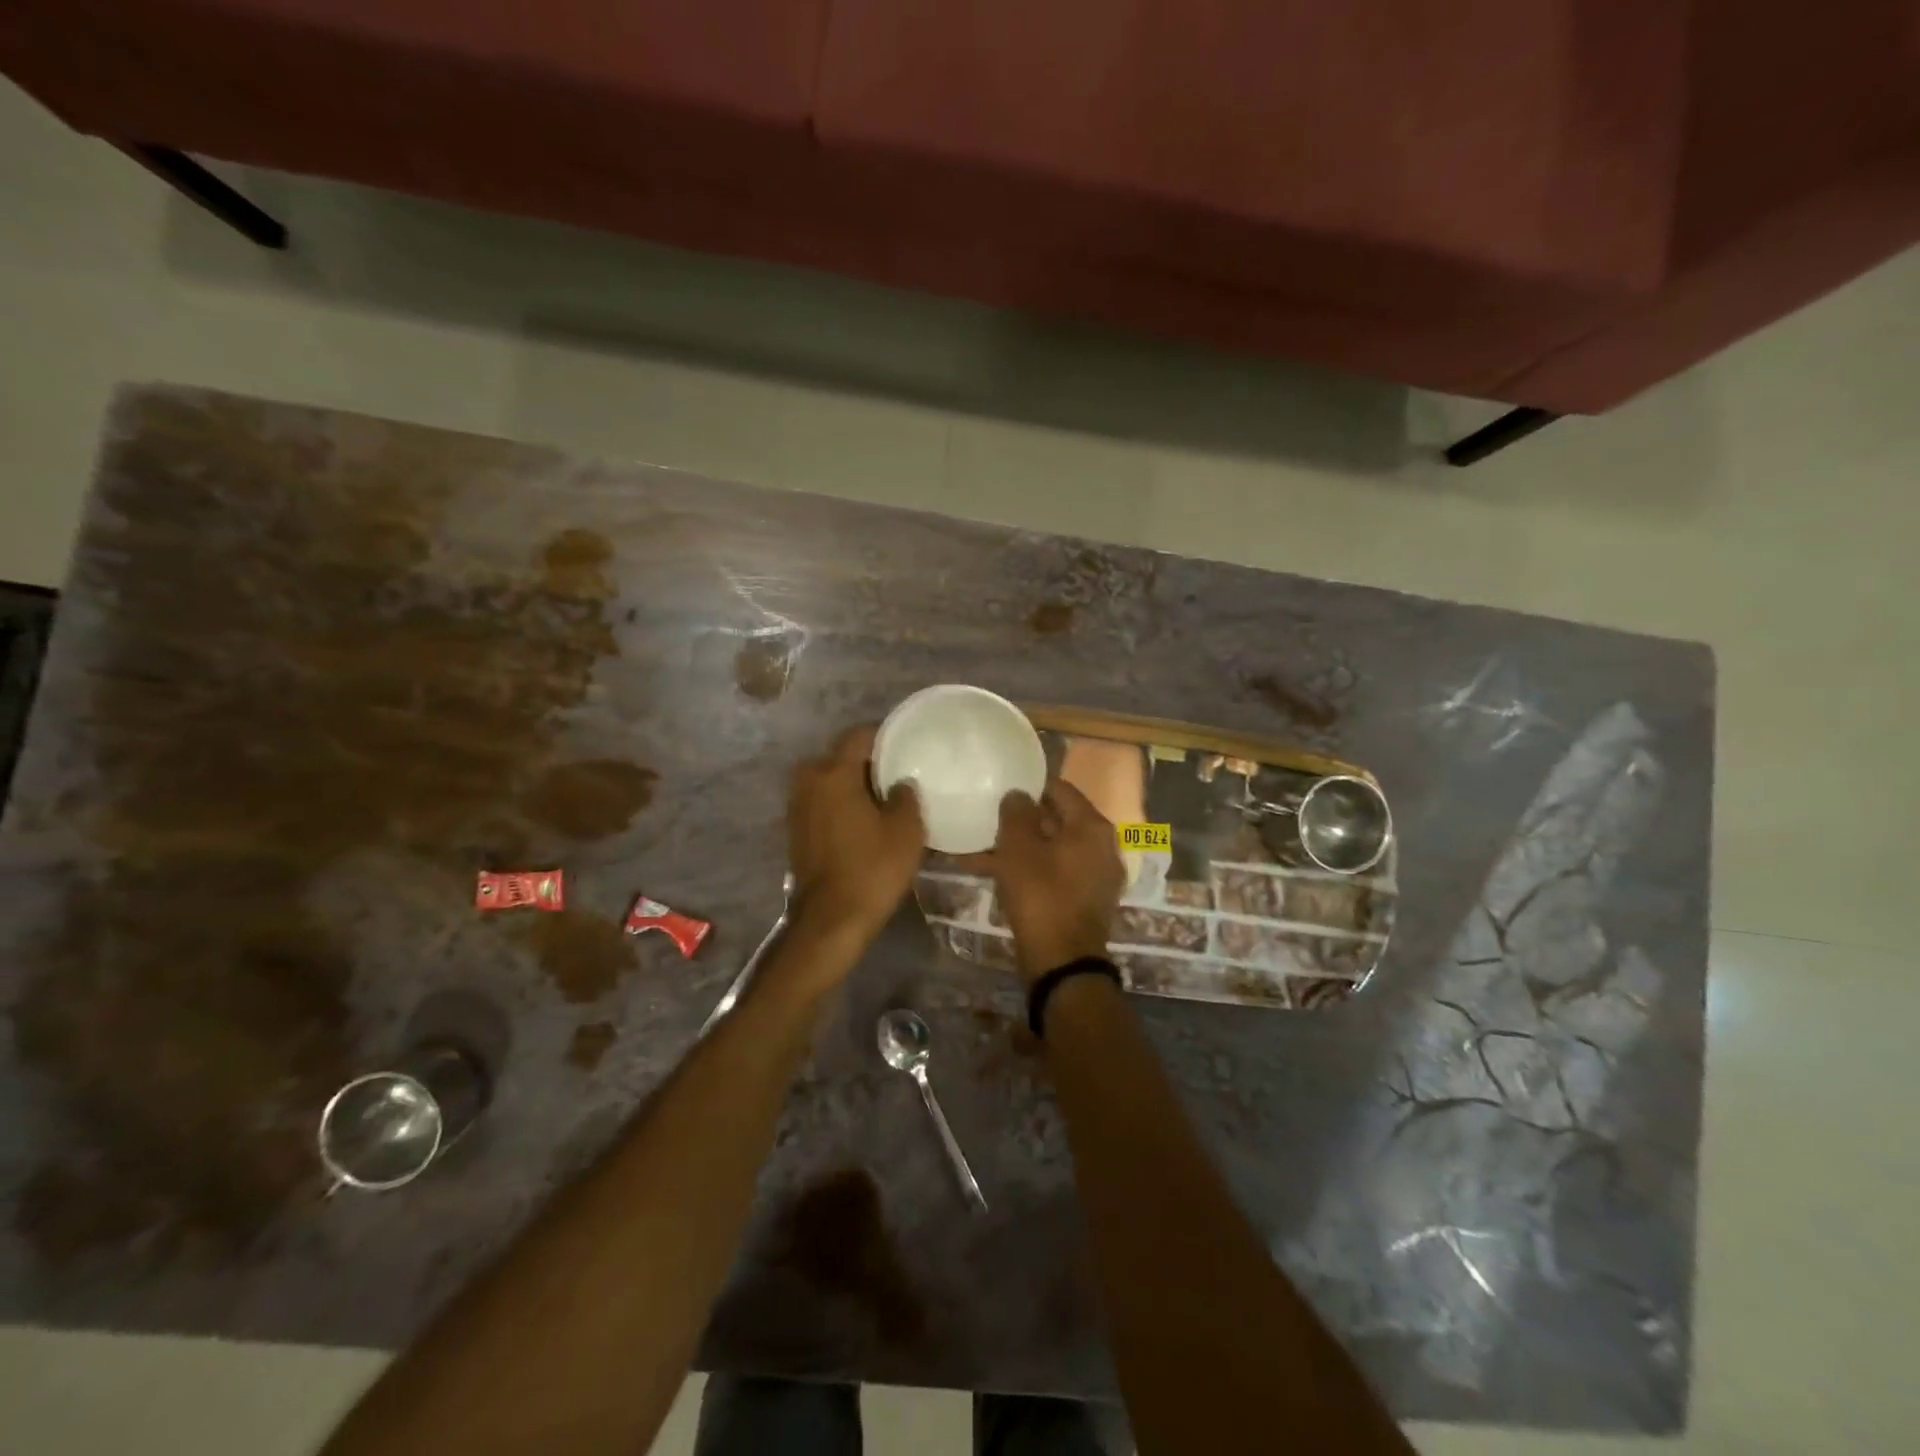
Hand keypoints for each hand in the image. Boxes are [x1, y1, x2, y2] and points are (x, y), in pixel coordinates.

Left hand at [787, 725, 925, 942]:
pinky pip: (822, 803)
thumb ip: (906, 796)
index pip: (858, 736)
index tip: (905, 745)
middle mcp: (809, 782)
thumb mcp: (906, 830)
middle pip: (841, 757)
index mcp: (834, 773)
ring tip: (882, 800)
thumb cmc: (872, 868)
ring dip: (852, 786)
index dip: (883, 736)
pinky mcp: (796, 830)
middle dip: (867, 763)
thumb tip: (900, 784)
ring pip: (829, 781)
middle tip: (897, 776)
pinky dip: (840, 805)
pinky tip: (863, 821)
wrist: (831, 919)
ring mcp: (798, 807)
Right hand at [985, 782, 1124, 980]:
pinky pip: (1054, 873)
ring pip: (1051, 849)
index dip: (1028, 787)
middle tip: (989, 820)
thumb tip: (1018, 795)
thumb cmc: (1041, 896)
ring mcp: (1096, 875)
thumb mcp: (1019, 848)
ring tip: (981, 849)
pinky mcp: (1084, 900)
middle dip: (1021, 820)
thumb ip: (1016, 813)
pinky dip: (1029, 869)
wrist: (1063, 963)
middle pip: (1057, 820)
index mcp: (1092, 826)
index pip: (1059, 789)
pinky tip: (995, 873)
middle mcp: (1102, 846)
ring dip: (1020, 848)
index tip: (1001, 790)